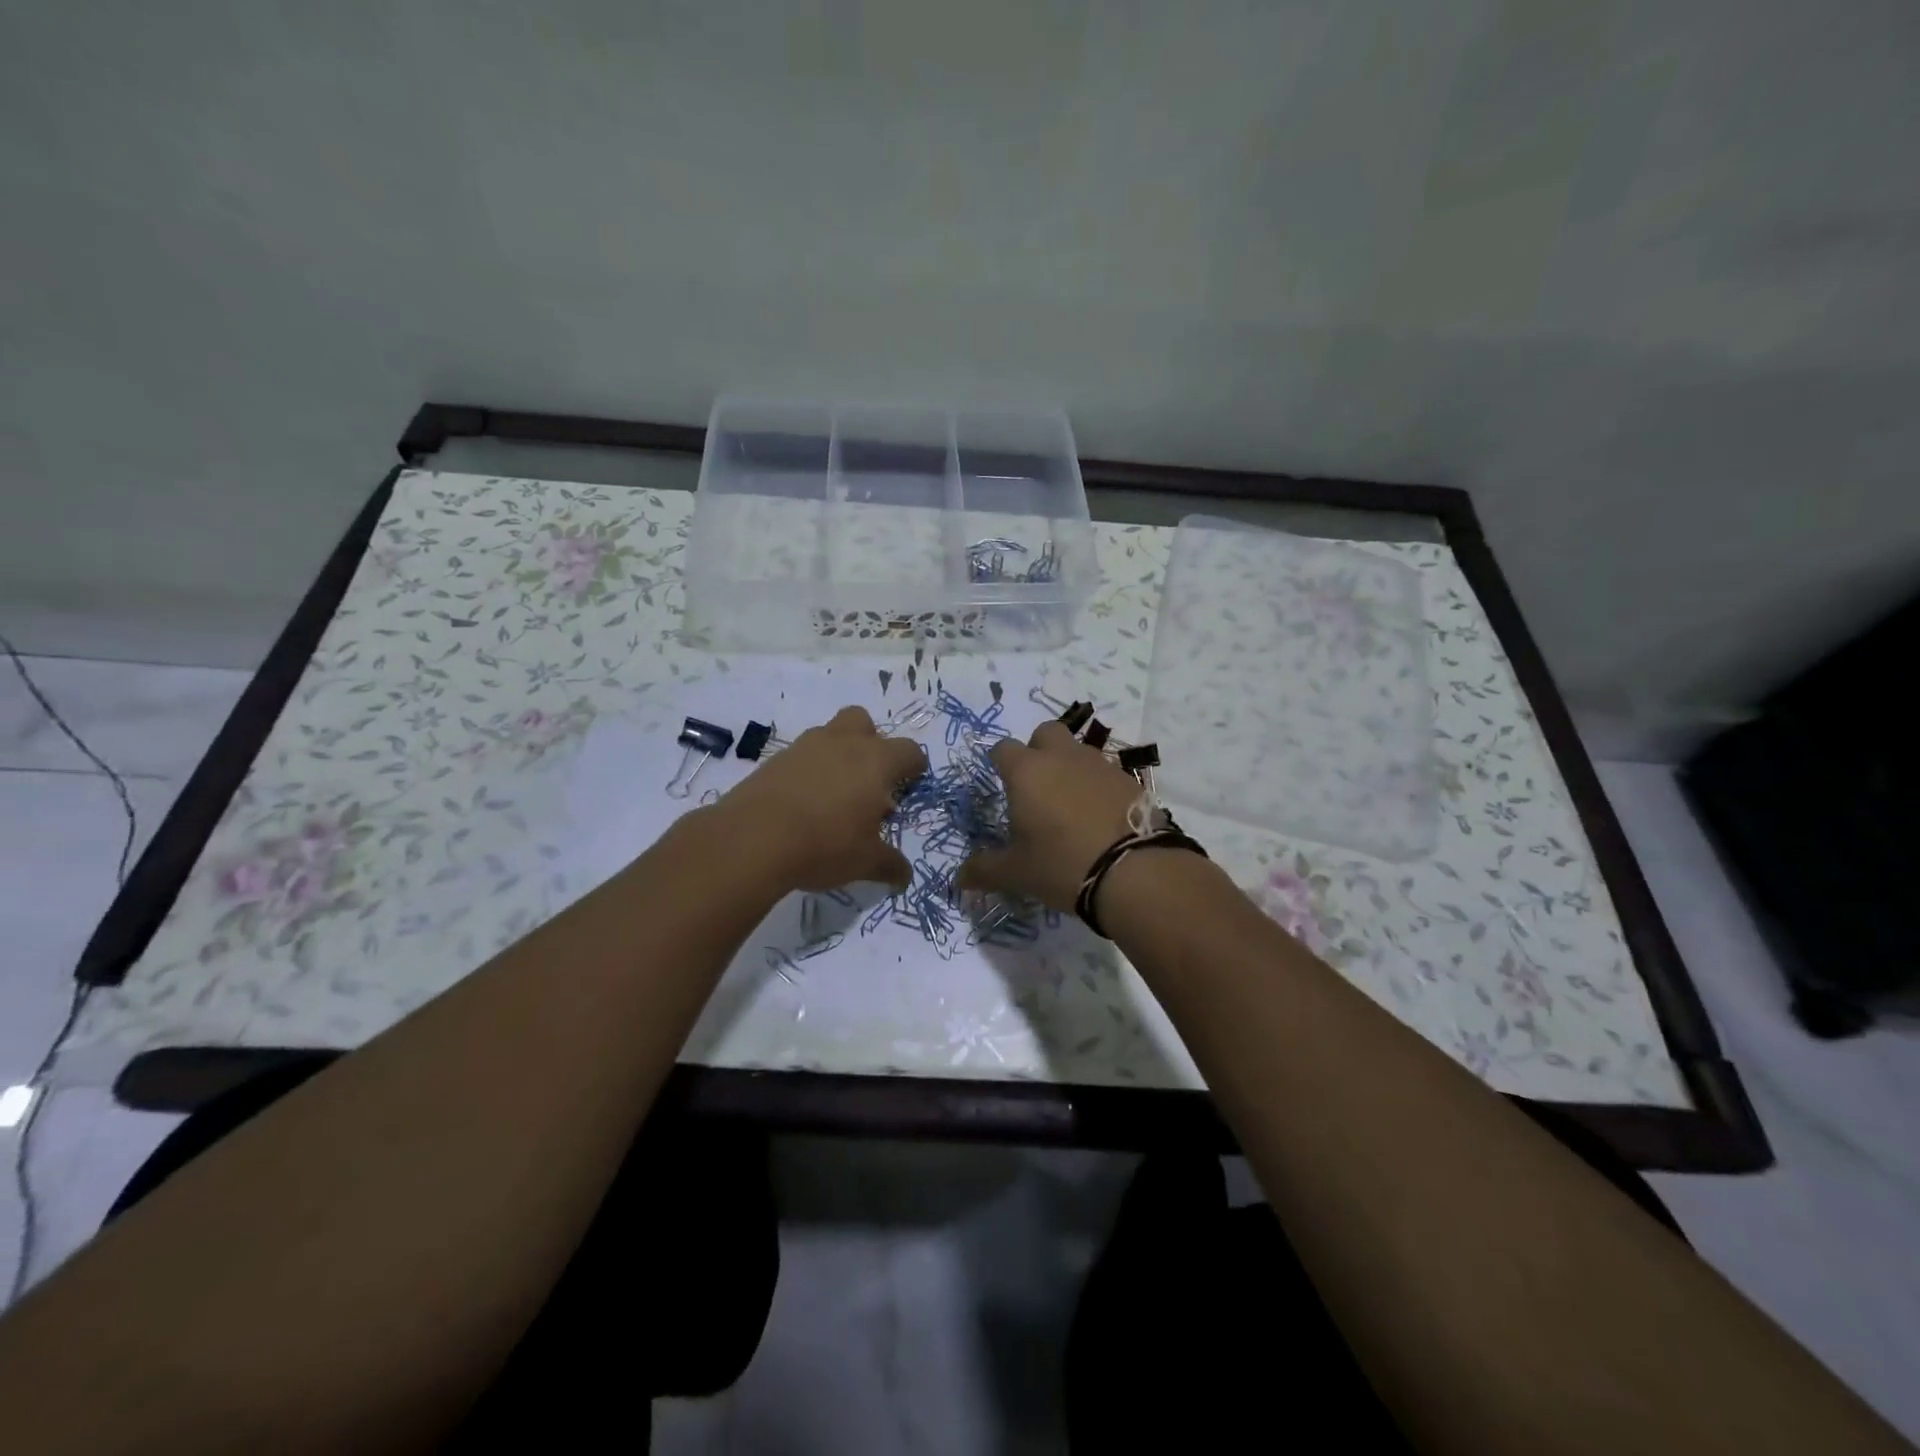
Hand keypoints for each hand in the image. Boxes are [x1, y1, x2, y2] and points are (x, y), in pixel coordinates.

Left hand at [714, 706, 925, 892]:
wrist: (753, 839)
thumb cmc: (825, 844)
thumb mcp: (866, 862)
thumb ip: (890, 864)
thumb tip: (904, 876)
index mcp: (876, 761)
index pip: (908, 750)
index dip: (914, 767)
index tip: (911, 784)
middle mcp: (843, 743)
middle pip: (864, 722)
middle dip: (871, 743)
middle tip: (869, 780)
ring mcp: (805, 747)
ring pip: (829, 735)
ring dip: (837, 756)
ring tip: (834, 796)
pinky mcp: (774, 760)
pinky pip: (801, 757)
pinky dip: (808, 772)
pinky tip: (803, 804)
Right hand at [959, 720, 1142, 911]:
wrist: (1136, 871)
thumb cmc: (1062, 864)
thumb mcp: (1017, 873)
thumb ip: (985, 870)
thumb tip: (959, 878)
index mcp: (1027, 771)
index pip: (1003, 749)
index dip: (999, 763)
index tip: (1001, 783)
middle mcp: (1062, 757)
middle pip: (1044, 733)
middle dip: (1037, 751)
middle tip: (1036, 788)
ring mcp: (1099, 764)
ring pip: (1077, 751)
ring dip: (1069, 768)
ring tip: (1069, 807)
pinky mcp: (1129, 780)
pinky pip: (1105, 772)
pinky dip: (1097, 786)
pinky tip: (1099, 817)